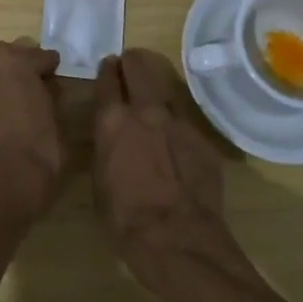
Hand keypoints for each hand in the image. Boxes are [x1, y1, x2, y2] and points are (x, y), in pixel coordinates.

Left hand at [0, 40, 69, 237]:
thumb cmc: (37, 152)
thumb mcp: (56, 117)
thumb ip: (48, 92)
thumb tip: (44, 86)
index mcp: (12, 61)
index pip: (38, 55)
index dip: (50, 68)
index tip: (57, 77)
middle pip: (8, 56)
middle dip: (23, 68)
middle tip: (38, 87)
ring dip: (3, 81)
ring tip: (18, 103)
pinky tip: (1, 118)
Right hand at [93, 50, 235, 288]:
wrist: (178, 238)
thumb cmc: (126, 218)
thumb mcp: (100, 182)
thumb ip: (107, 149)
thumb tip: (112, 140)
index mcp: (112, 121)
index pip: (107, 80)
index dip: (107, 70)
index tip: (108, 65)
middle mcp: (145, 111)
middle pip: (138, 69)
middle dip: (132, 63)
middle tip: (129, 63)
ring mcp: (178, 122)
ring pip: (166, 91)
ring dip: (156, 91)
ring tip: (153, 98)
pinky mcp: (202, 140)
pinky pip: (186, 124)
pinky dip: (177, 126)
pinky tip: (176, 143)